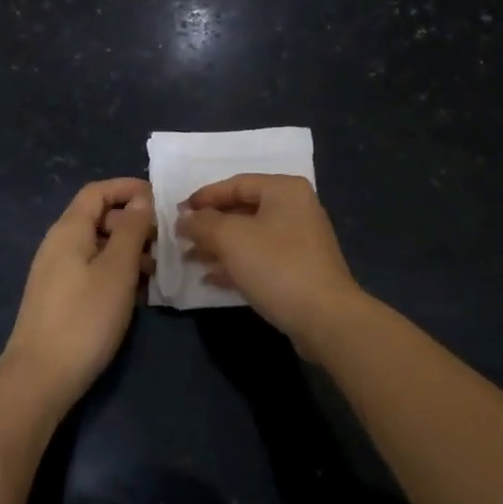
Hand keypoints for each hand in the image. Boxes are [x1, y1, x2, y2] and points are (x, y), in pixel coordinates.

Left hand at [4, 178, 152, 410]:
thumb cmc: (84, 317)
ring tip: (155, 271)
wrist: (39, 379)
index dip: (127, 188)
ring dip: (127, 250)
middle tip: (162, 242)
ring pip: (98, 245)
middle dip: (132, 222)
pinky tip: (135, 293)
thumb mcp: (117, 269)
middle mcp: (58, 244)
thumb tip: (141, 199)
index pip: (98, 191)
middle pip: (98, 217)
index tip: (158, 200)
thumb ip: (132, 229)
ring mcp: (56, 272)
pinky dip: (115, 271)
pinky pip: (92, 269)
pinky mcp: (59, 298)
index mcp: (69, 229)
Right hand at [179, 175, 360, 353]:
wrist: (325, 319)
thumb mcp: (232, 239)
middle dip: (210, 225)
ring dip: (219, 246)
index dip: (204, 197)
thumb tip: (184, 218)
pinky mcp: (299, 269)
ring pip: (250, 236)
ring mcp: (299, 240)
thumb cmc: (277, 266)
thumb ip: (203, 224)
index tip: (177, 213)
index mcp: (284, 190)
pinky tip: (210, 278)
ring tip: (189, 259)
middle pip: (243, 210)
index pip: (236, 184)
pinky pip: (260, 258)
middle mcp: (295, 208)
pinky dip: (236, 264)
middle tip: (181, 238)